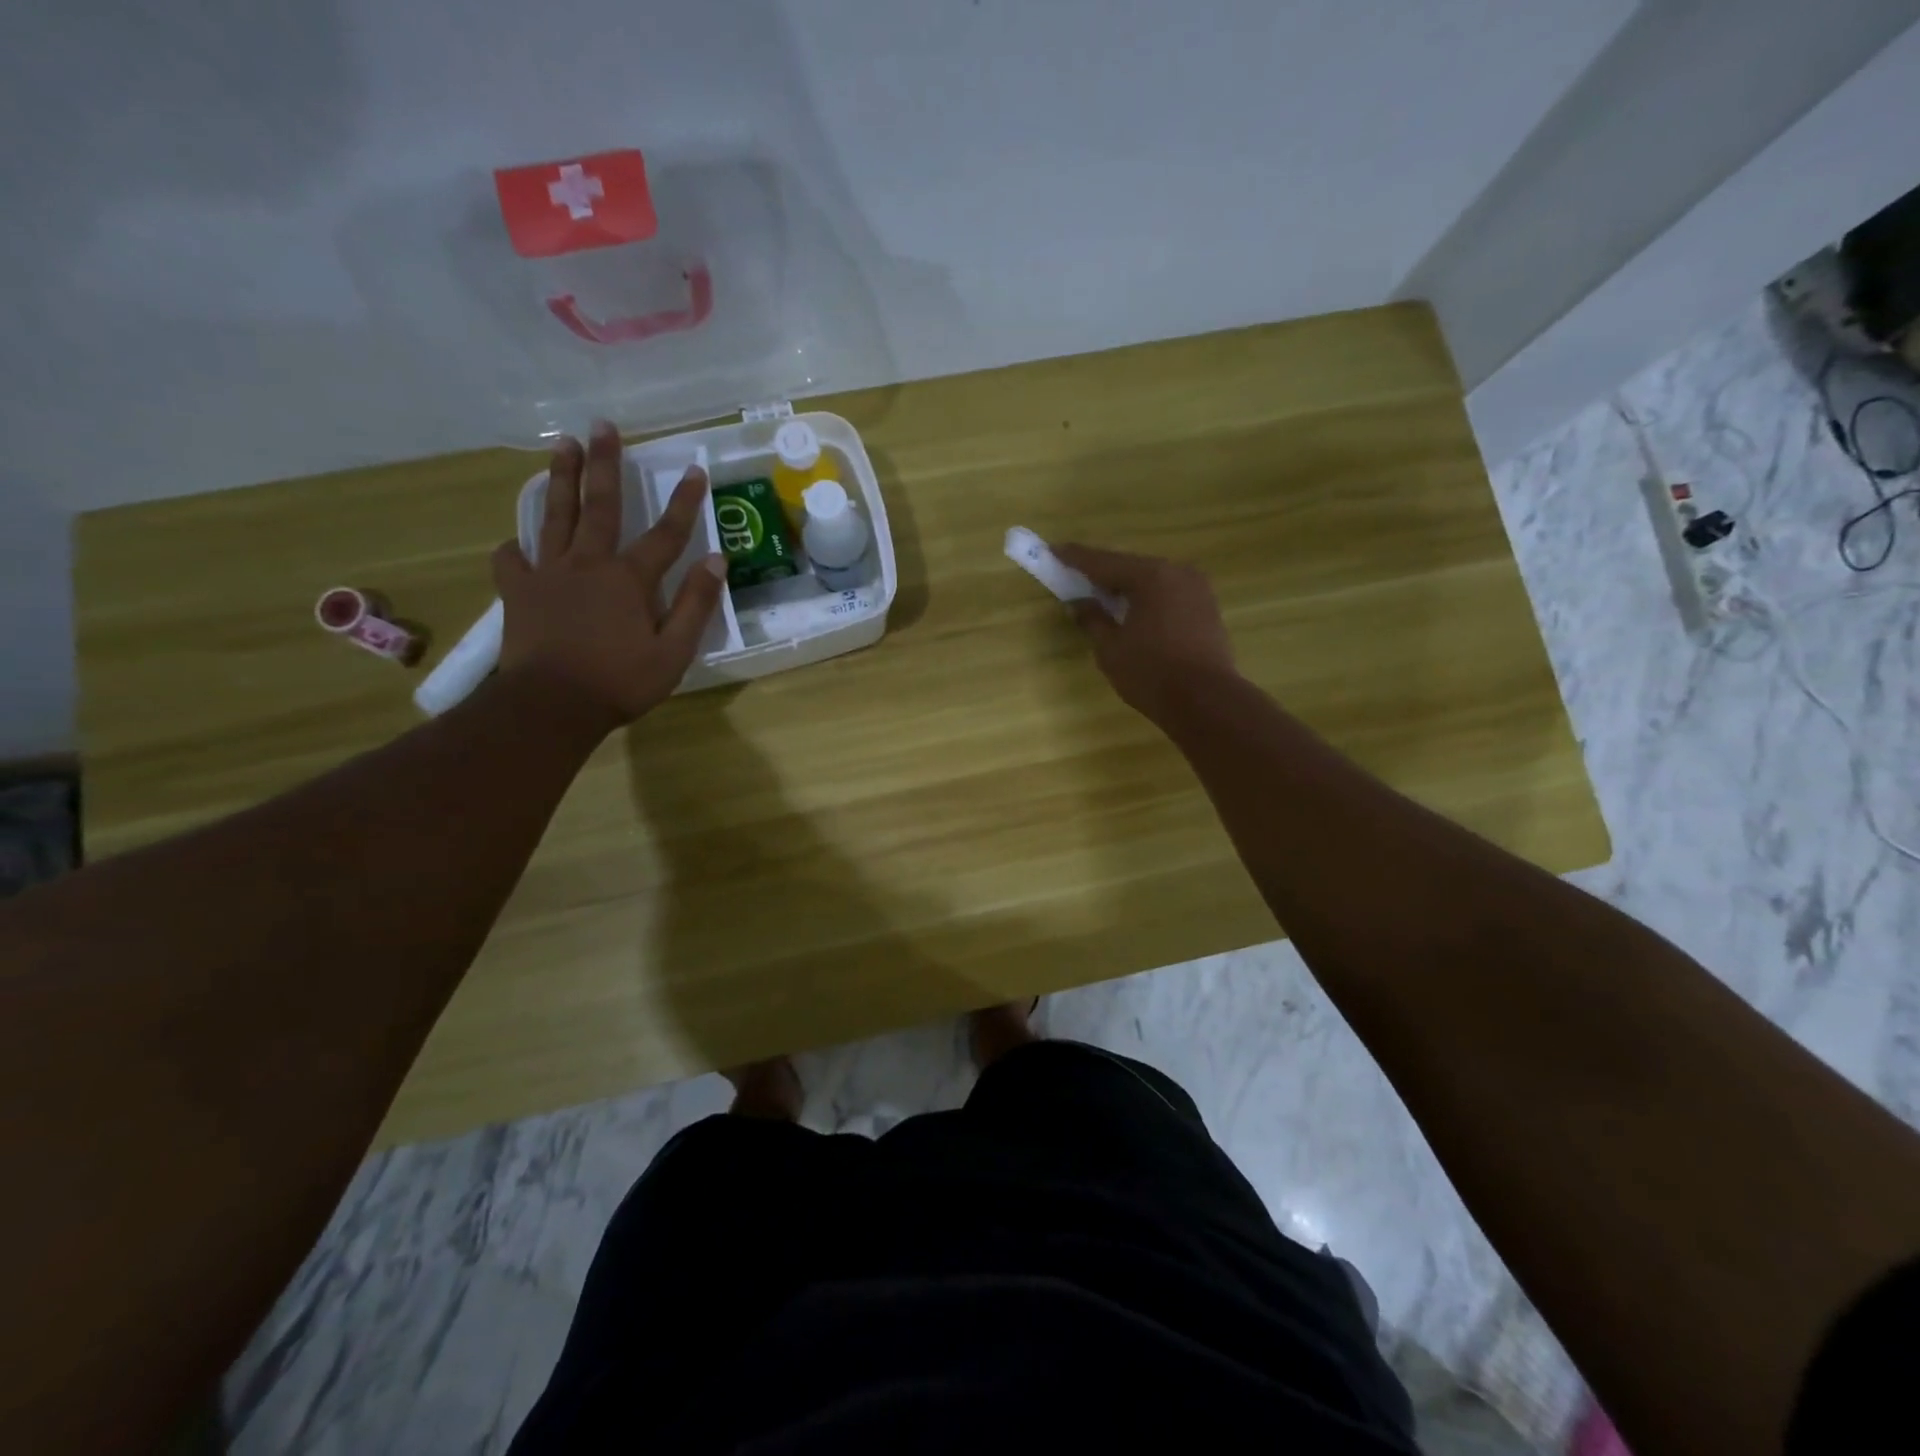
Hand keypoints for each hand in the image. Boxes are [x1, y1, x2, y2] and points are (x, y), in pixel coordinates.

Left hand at [492, 422, 725, 730]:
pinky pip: (512, 560)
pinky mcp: (518, 592)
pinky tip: (518, 542)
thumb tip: (716, 560)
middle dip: (606, 464)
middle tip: (603, 426)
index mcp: (628, 579)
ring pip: (554, 516)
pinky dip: (515, 547)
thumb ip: (695, 604)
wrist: (551, 706)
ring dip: (561, 478)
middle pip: (599, 506)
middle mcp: (587, 563)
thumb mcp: (674, 651)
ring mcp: (548, 574)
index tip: (695, 470)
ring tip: (563, 445)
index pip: (665, 533)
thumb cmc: (620, 682)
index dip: (684, 502)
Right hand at [1053, 544, 1237, 722]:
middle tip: (1076, 576)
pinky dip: (1147, 598)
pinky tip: (1133, 612)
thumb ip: (1093, 620)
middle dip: (1103, 573)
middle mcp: (1177, 572)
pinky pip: (1168, 594)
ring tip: (1103, 596)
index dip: (1075, 558)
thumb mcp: (1111, 649)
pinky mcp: (1207, 608)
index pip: (1104, 562)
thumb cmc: (1151, 673)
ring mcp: (1197, 589)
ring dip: (1127, 587)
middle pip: (1130, 567)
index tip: (1052, 550)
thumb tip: (1078, 603)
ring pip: (1152, 580)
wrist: (1206, 702)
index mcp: (1150, 576)